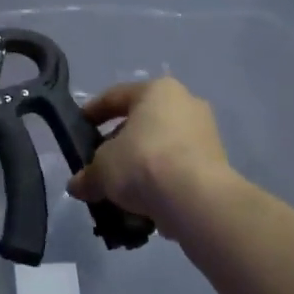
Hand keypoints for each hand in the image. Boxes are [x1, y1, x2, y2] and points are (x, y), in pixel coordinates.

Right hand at [67, 77, 235, 232]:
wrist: (196, 199)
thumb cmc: (143, 163)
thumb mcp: (102, 168)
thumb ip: (88, 174)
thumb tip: (77, 186)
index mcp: (156, 91)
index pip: (115, 96)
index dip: (93, 112)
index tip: (79, 127)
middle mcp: (185, 104)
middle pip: (141, 123)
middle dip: (118, 145)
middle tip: (100, 165)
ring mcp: (205, 133)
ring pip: (160, 147)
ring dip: (140, 166)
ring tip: (120, 191)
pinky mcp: (216, 164)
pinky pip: (178, 168)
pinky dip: (160, 182)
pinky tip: (143, 202)